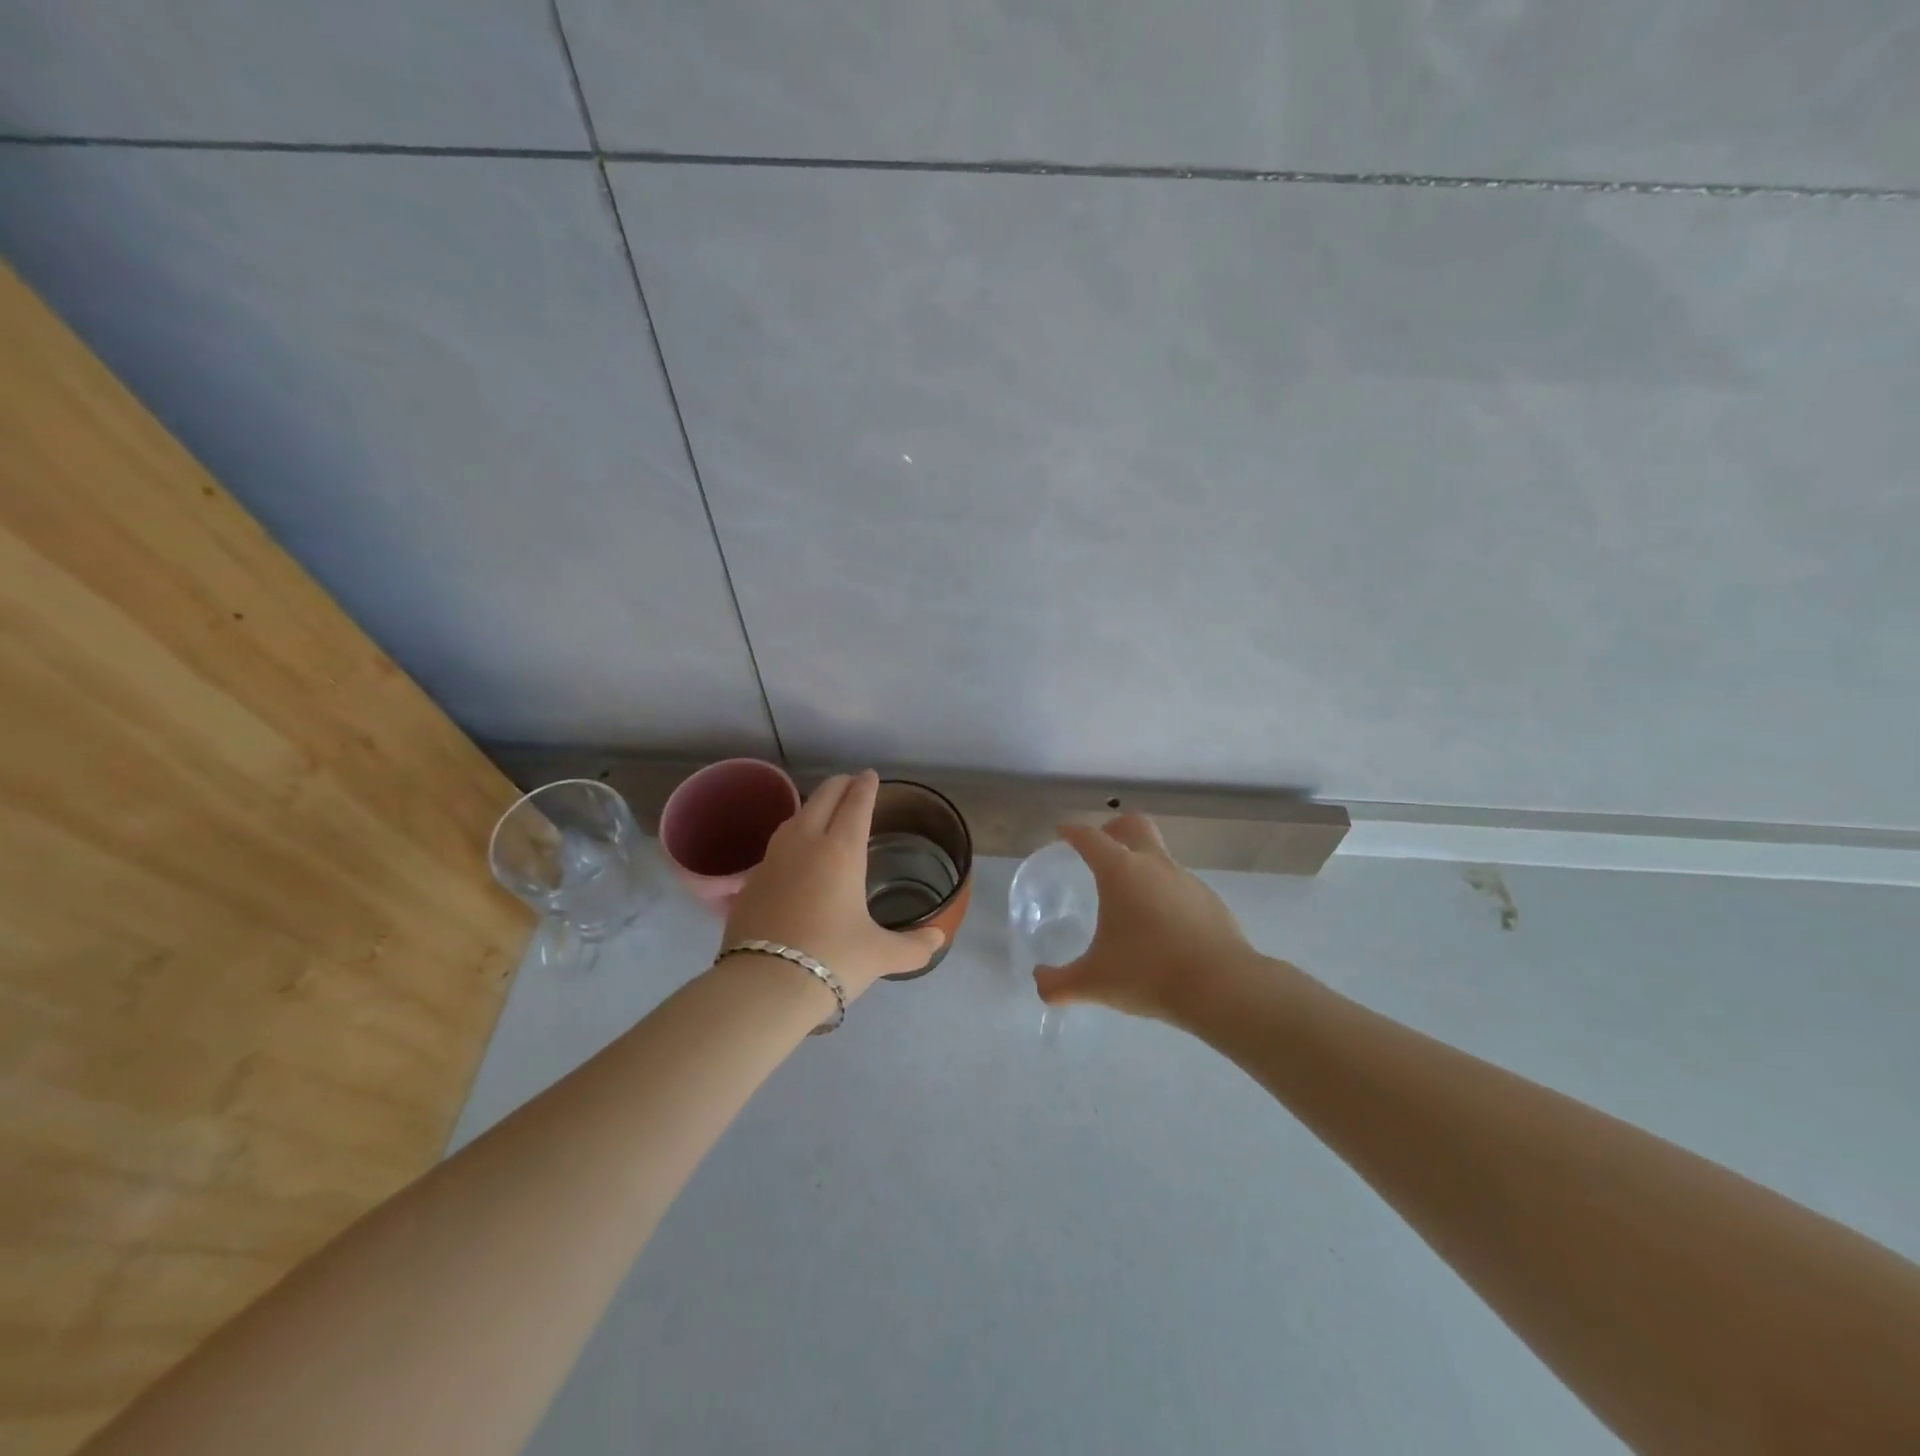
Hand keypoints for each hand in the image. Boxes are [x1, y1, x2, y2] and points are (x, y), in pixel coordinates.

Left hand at [722, 770, 944, 997]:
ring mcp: (773, 859)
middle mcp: (806, 844)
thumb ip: (913, 946)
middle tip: (851, 783)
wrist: (764, 985)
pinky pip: (776, 845)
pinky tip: (794, 854)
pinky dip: (791, 837)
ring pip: (795, 817)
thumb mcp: (881, 955)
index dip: (866, 787)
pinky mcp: (751, 881)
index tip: (870, 775)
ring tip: (822, 812)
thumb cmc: (833, 960)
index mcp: (842, 852)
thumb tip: (938, 939)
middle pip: (822, 798)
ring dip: (812, 806)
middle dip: (839, 785)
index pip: (856, 804)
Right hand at [1033, 814, 1258, 1024]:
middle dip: (1115, 828)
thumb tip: (1039, 981)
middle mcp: (1155, 866)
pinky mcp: (1211, 902)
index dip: (1073, 832)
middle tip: (1102, 843)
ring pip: (1161, 858)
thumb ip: (1059, 983)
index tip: (1063, 832)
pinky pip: (1181, 888)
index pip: (1091, 839)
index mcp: (1121, 872)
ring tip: (1131, 901)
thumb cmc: (1148, 974)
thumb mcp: (1094, 982)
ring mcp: (1188, 881)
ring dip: (1143, 866)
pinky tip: (1162, 929)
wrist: (1222, 988)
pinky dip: (1166, 896)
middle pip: (1135, 826)